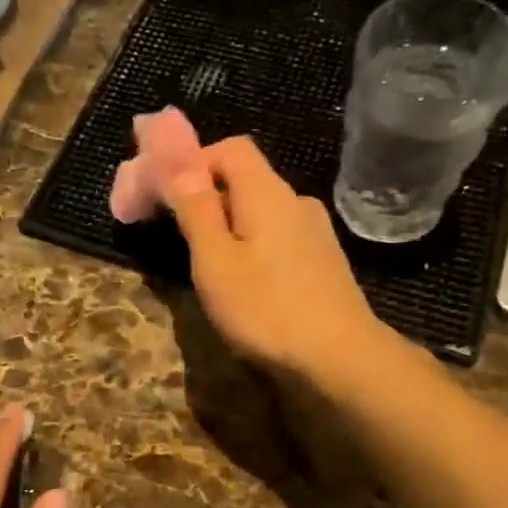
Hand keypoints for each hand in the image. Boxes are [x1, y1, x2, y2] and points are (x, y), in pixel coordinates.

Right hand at [164, 136, 383, 382]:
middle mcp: (296, 201)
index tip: (167, 194)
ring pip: (262, 212)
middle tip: (178, 233)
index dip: (194, 161)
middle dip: (207, 197)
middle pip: (246, 179)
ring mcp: (315, 232)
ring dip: (230, 226)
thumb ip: (195, 209)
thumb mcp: (215, 260)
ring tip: (208, 265)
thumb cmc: (266, 309)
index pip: (230, 148)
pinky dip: (253, 246)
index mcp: (267, 192)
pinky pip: (278, 237)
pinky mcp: (324, 262)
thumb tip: (179, 164)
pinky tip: (246, 284)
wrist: (340, 359)